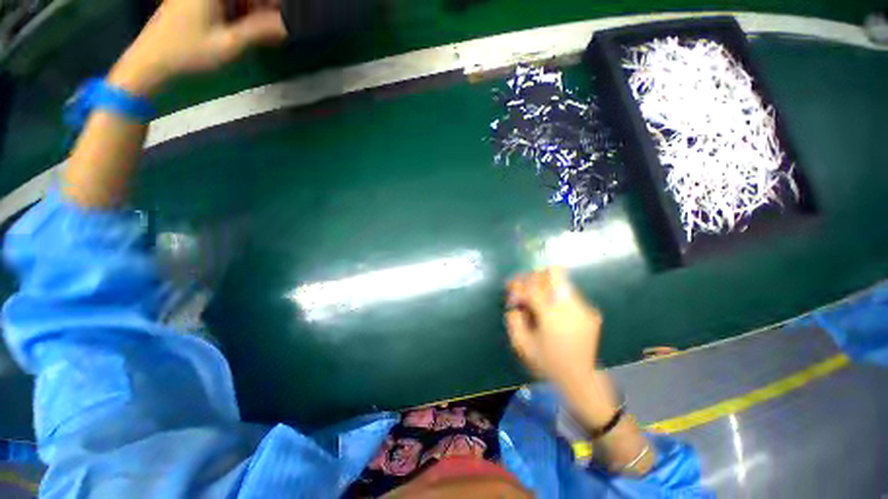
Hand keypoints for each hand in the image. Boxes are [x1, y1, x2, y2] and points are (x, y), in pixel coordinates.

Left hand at [109, 0, 286, 95]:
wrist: (150, 64)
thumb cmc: (188, 54)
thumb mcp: (229, 45)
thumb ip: (260, 32)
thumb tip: (287, 25)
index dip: (270, 3)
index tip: (283, 17)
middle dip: (260, 6)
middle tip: (275, 27)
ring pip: (233, 1)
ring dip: (249, 11)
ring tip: (262, 31)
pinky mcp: (189, 4)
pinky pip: (221, 4)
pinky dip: (235, 12)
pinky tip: (241, 29)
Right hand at [505, 267, 601, 382]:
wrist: (580, 378)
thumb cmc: (547, 363)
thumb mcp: (522, 345)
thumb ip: (514, 320)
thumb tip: (516, 304)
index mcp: (551, 315)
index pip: (532, 287)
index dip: (518, 285)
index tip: (511, 289)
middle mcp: (570, 306)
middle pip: (552, 273)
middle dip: (534, 277)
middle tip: (524, 287)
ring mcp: (583, 308)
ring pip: (561, 280)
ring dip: (545, 285)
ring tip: (537, 299)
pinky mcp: (590, 312)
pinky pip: (569, 294)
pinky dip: (556, 296)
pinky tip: (551, 310)